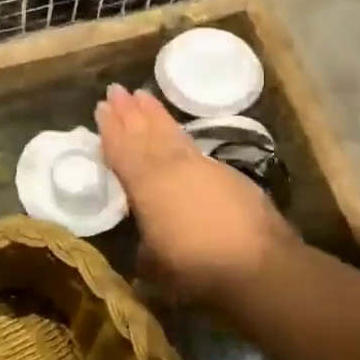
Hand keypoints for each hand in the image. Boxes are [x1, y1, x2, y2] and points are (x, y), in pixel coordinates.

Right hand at [96, 85, 297, 304]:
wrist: (257, 265)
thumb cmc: (196, 270)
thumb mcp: (157, 267)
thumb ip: (146, 251)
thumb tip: (146, 249)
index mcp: (145, 186)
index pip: (121, 152)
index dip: (110, 130)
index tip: (102, 107)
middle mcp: (170, 168)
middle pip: (144, 133)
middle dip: (129, 112)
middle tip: (116, 89)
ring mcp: (200, 167)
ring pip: (170, 133)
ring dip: (154, 114)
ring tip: (142, 95)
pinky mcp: (226, 173)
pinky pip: (191, 144)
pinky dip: (178, 132)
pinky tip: (176, 131)